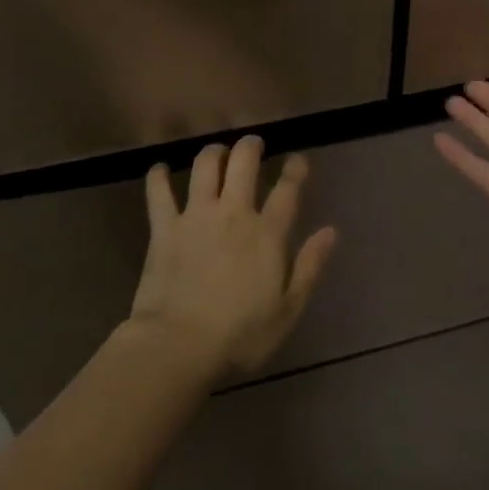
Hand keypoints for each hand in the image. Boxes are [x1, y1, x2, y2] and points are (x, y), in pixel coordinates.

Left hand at [130, 136, 337, 376]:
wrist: (178, 346)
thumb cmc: (240, 336)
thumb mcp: (288, 310)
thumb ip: (310, 267)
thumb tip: (331, 231)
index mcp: (267, 234)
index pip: (287, 189)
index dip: (295, 170)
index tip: (297, 160)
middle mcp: (233, 213)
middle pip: (243, 162)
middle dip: (251, 146)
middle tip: (253, 144)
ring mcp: (196, 216)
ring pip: (205, 166)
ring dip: (213, 152)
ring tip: (217, 152)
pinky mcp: (164, 228)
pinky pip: (158, 192)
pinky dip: (158, 176)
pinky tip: (159, 169)